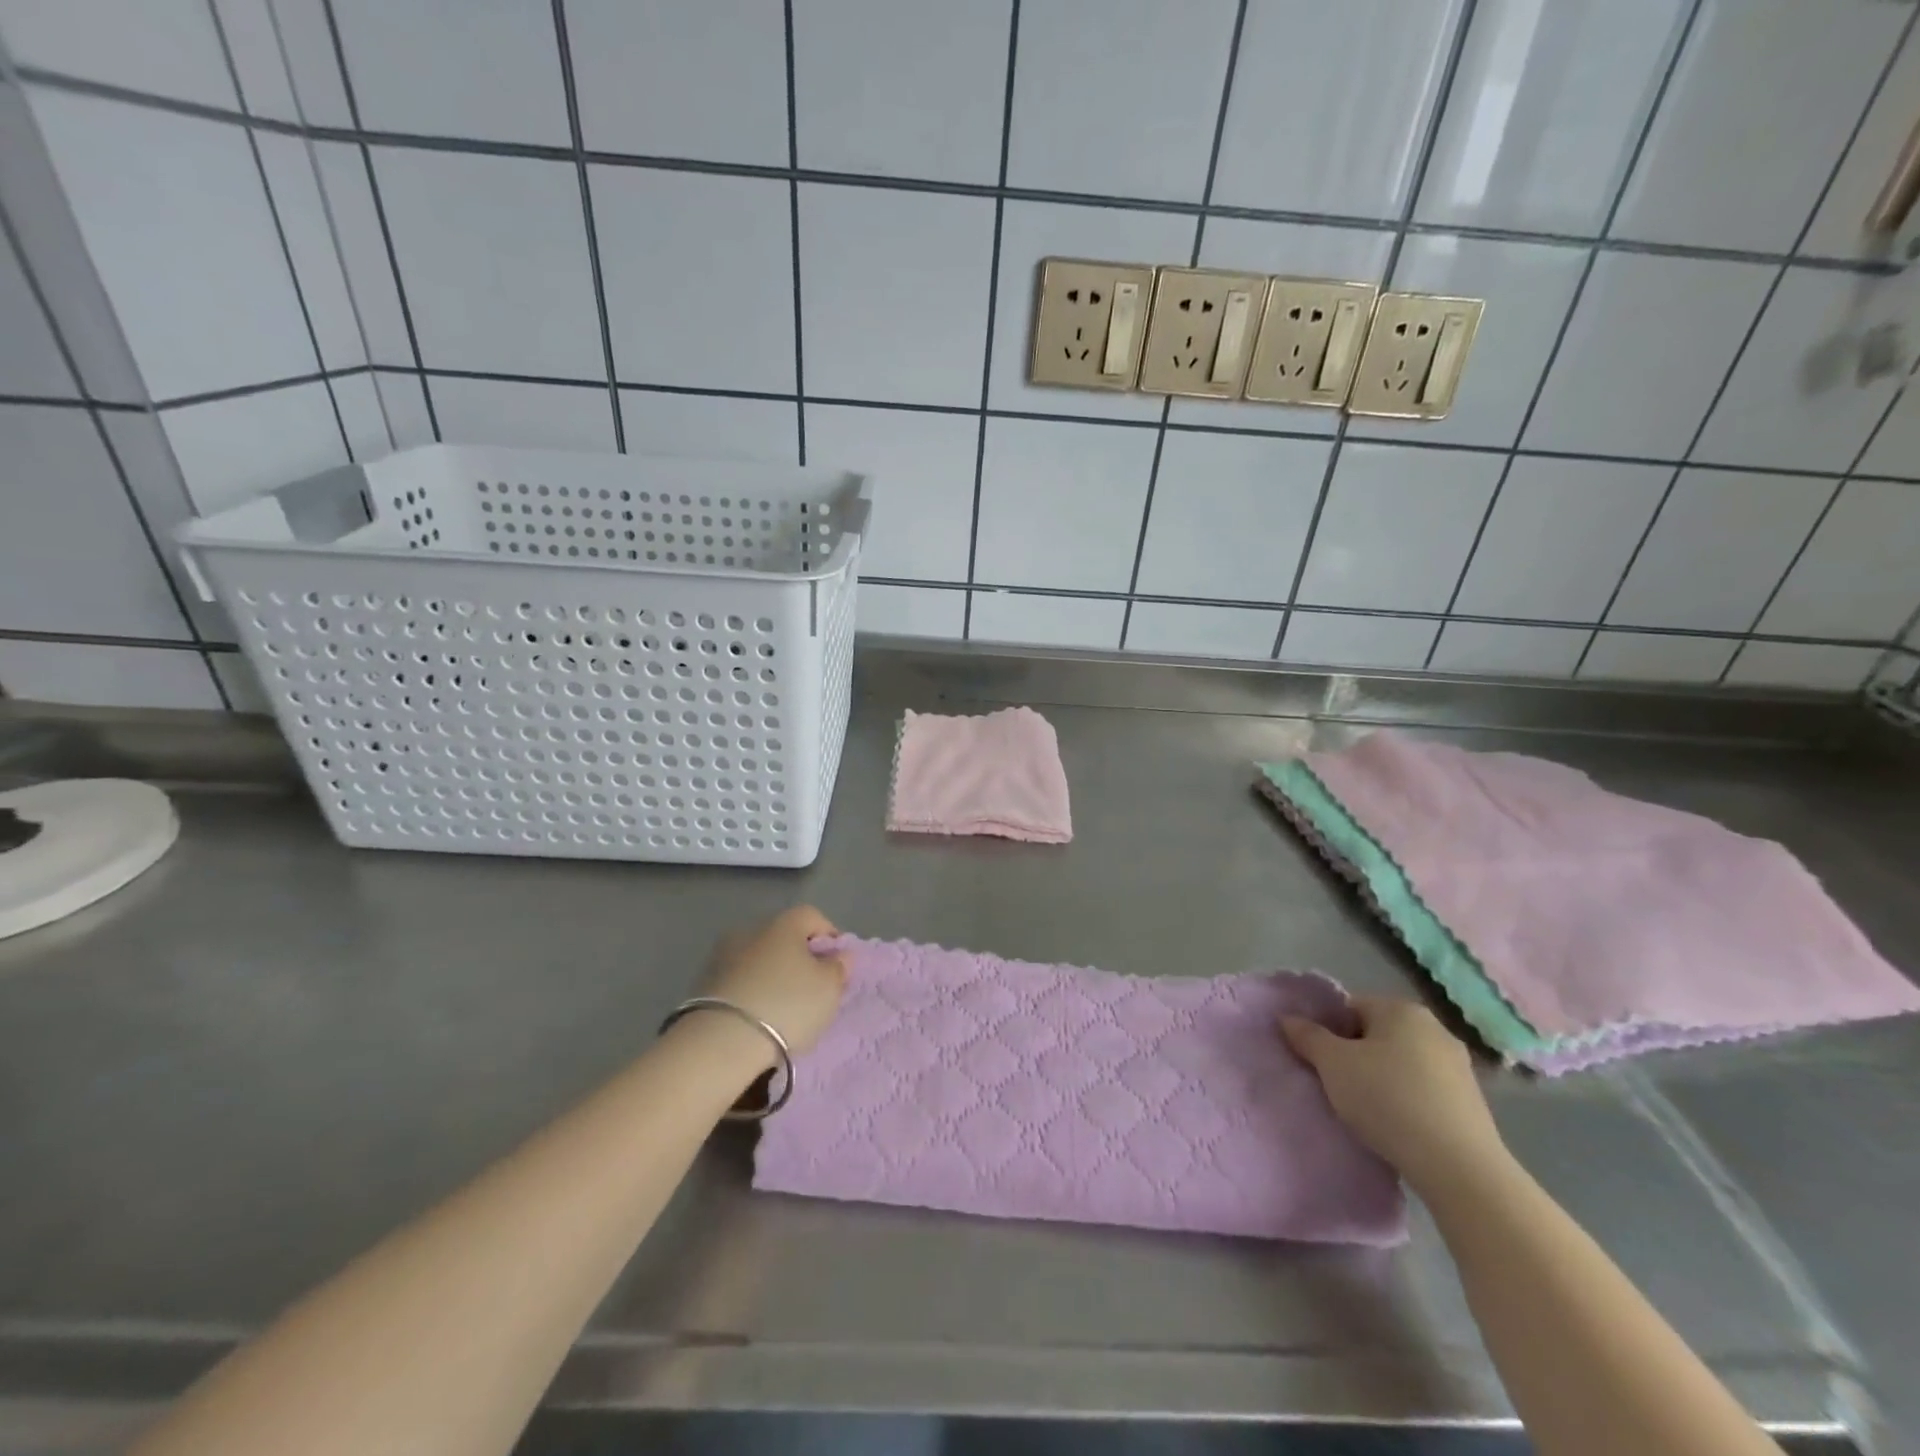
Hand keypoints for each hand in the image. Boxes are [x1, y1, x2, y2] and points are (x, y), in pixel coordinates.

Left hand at [701, 905, 848, 1056]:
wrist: (720, 1042)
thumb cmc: (787, 1005)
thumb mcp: (829, 988)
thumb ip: (839, 967)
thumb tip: (839, 954)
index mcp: (784, 922)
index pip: (814, 917)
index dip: (830, 938)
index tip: (838, 966)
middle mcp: (751, 929)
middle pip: (784, 937)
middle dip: (800, 958)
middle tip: (813, 988)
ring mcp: (723, 955)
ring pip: (760, 960)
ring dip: (773, 976)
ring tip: (784, 1008)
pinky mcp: (703, 983)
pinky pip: (740, 981)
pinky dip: (752, 992)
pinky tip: (759, 1017)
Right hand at [1281, 996, 1507, 1195]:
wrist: (1458, 1167)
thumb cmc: (1387, 1099)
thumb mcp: (1332, 1064)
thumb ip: (1307, 1036)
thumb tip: (1288, 1018)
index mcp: (1401, 1009)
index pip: (1350, 1008)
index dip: (1328, 1031)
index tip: (1318, 1061)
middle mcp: (1434, 1028)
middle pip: (1377, 1033)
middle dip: (1354, 1055)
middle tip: (1336, 1084)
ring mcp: (1459, 1065)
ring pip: (1401, 1063)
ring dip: (1380, 1078)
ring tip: (1364, 1109)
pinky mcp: (1472, 1102)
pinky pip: (1424, 1089)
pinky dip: (1406, 1100)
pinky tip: (1395, 1124)